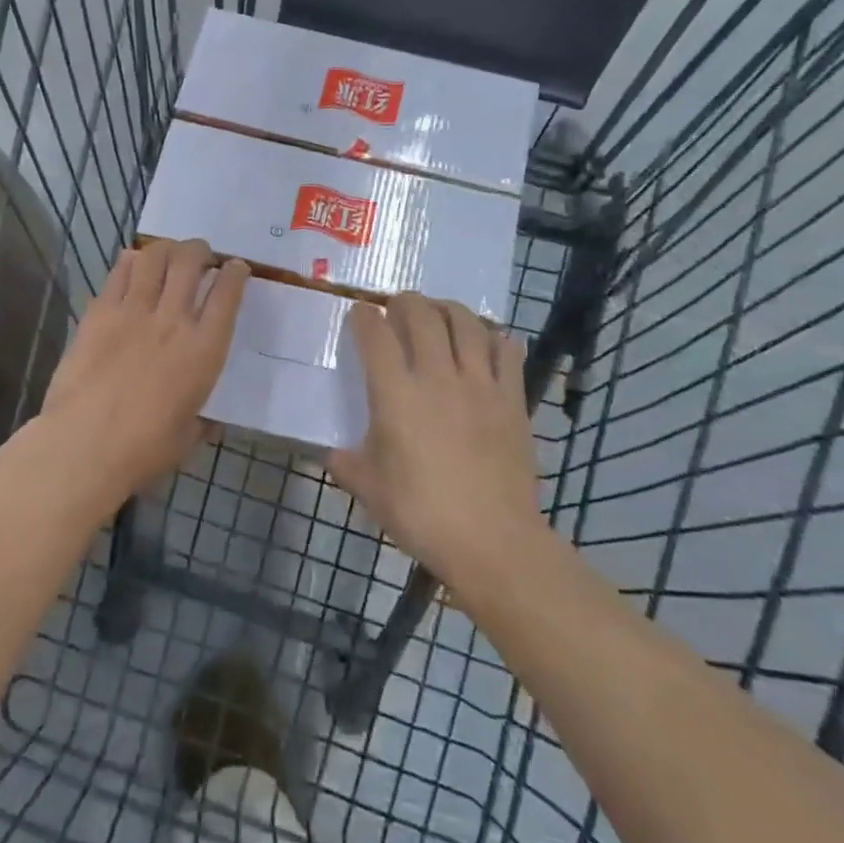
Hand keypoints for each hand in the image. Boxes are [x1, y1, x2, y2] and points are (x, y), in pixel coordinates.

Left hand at [42, 239, 249, 495]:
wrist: (84, 445)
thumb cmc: (143, 450)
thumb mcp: (188, 438)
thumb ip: (202, 420)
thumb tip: (209, 420)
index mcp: (204, 350)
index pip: (228, 294)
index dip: (236, 273)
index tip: (236, 268)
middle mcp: (173, 320)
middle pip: (191, 262)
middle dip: (200, 251)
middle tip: (200, 255)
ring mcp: (133, 311)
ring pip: (154, 257)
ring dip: (167, 249)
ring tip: (168, 254)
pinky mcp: (99, 312)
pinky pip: (119, 273)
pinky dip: (131, 261)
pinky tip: (133, 264)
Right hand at [329, 293, 542, 586]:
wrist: (491, 540)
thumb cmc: (421, 514)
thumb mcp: (368, 489)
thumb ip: (345, 463)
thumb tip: (331, 452)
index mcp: (395, 394)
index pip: (375, 334)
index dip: (363, 317)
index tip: (359, 315)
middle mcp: (436, 376)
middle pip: (421, 314)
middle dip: (404, 302)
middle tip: (397, 308)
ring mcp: (479, 384)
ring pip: (465, 322)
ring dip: (447, 309)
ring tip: (439, 313)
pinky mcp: (512, 398)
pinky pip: (506, 351)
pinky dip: (495, 337)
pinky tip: (487, 341)